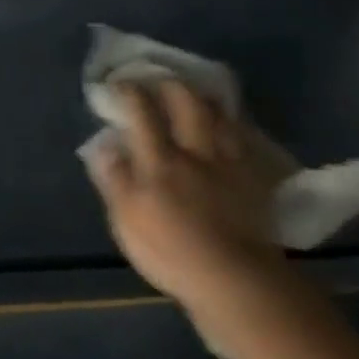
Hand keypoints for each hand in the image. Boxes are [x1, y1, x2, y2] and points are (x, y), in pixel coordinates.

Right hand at [83, 81, 293, 342]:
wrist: (233, 279)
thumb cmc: (170, 252)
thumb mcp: (126, 219)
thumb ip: (115, 179)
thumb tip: (104, 146)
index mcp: (159, 161)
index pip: (142, 113)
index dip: (130, 92)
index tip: (121, 83)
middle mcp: (196, 151)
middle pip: (188, 104)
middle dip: (172, 85)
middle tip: (162, 80)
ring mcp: (230, 163)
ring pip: (221, 117)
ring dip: (206, 101)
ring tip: (197, 96)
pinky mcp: (255, 179)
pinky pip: (246, 142)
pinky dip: (236, 128)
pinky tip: (232, 128)